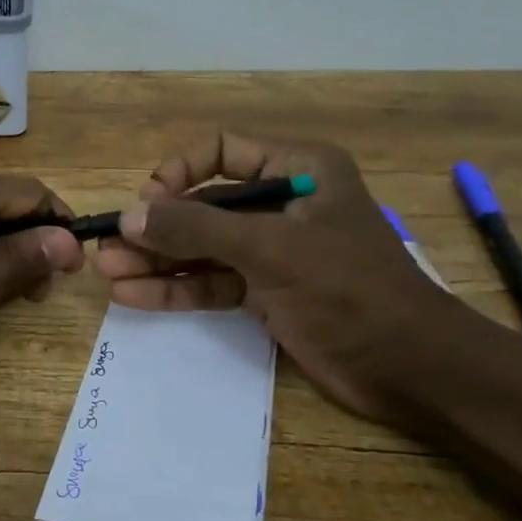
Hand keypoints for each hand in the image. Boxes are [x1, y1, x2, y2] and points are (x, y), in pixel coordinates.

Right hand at [93, 133, 453, 426]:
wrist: (412, 370)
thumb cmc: (348, 289)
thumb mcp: (270, 250)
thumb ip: (196, 229)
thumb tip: (129, 217)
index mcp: (298, 170)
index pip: (221, 150)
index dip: (179, 172)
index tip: (148, 203)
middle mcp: (281, 204)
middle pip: (203, 204)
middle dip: (156, 227)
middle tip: (109, 247)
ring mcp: (271, 250)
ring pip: (201, 247)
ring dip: (157, 260)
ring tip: (109, 273)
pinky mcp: (265, 292)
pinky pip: (211, 281)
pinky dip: (175, 288)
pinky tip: (133, 295)